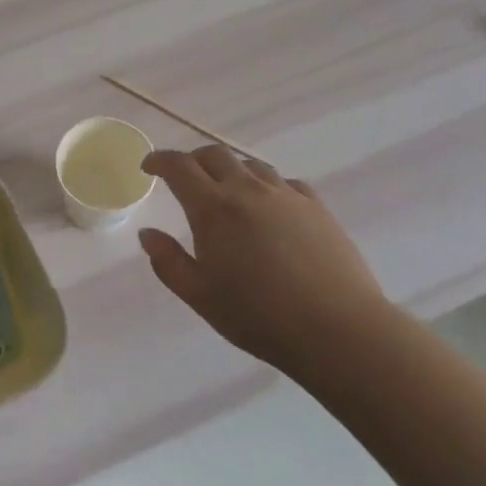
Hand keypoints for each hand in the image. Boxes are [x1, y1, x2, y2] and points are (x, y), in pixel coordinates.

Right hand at [138, 146, 397, 379]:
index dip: (159, 160)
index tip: (148, 167)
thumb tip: (148, 234)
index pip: (179, 166)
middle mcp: (247, 189)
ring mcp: (285, 195)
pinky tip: (269, 206)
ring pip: (250, 164)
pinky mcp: (316, 207)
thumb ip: (168, 262)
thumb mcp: (200, 296)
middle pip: (214, 155)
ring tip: (226, 191)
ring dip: (230, 170)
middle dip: (192, 160)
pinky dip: (266, 185)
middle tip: (183, 178)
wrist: (338, 330)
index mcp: (212, 207)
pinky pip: (284, 182)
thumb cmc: (258, 316)